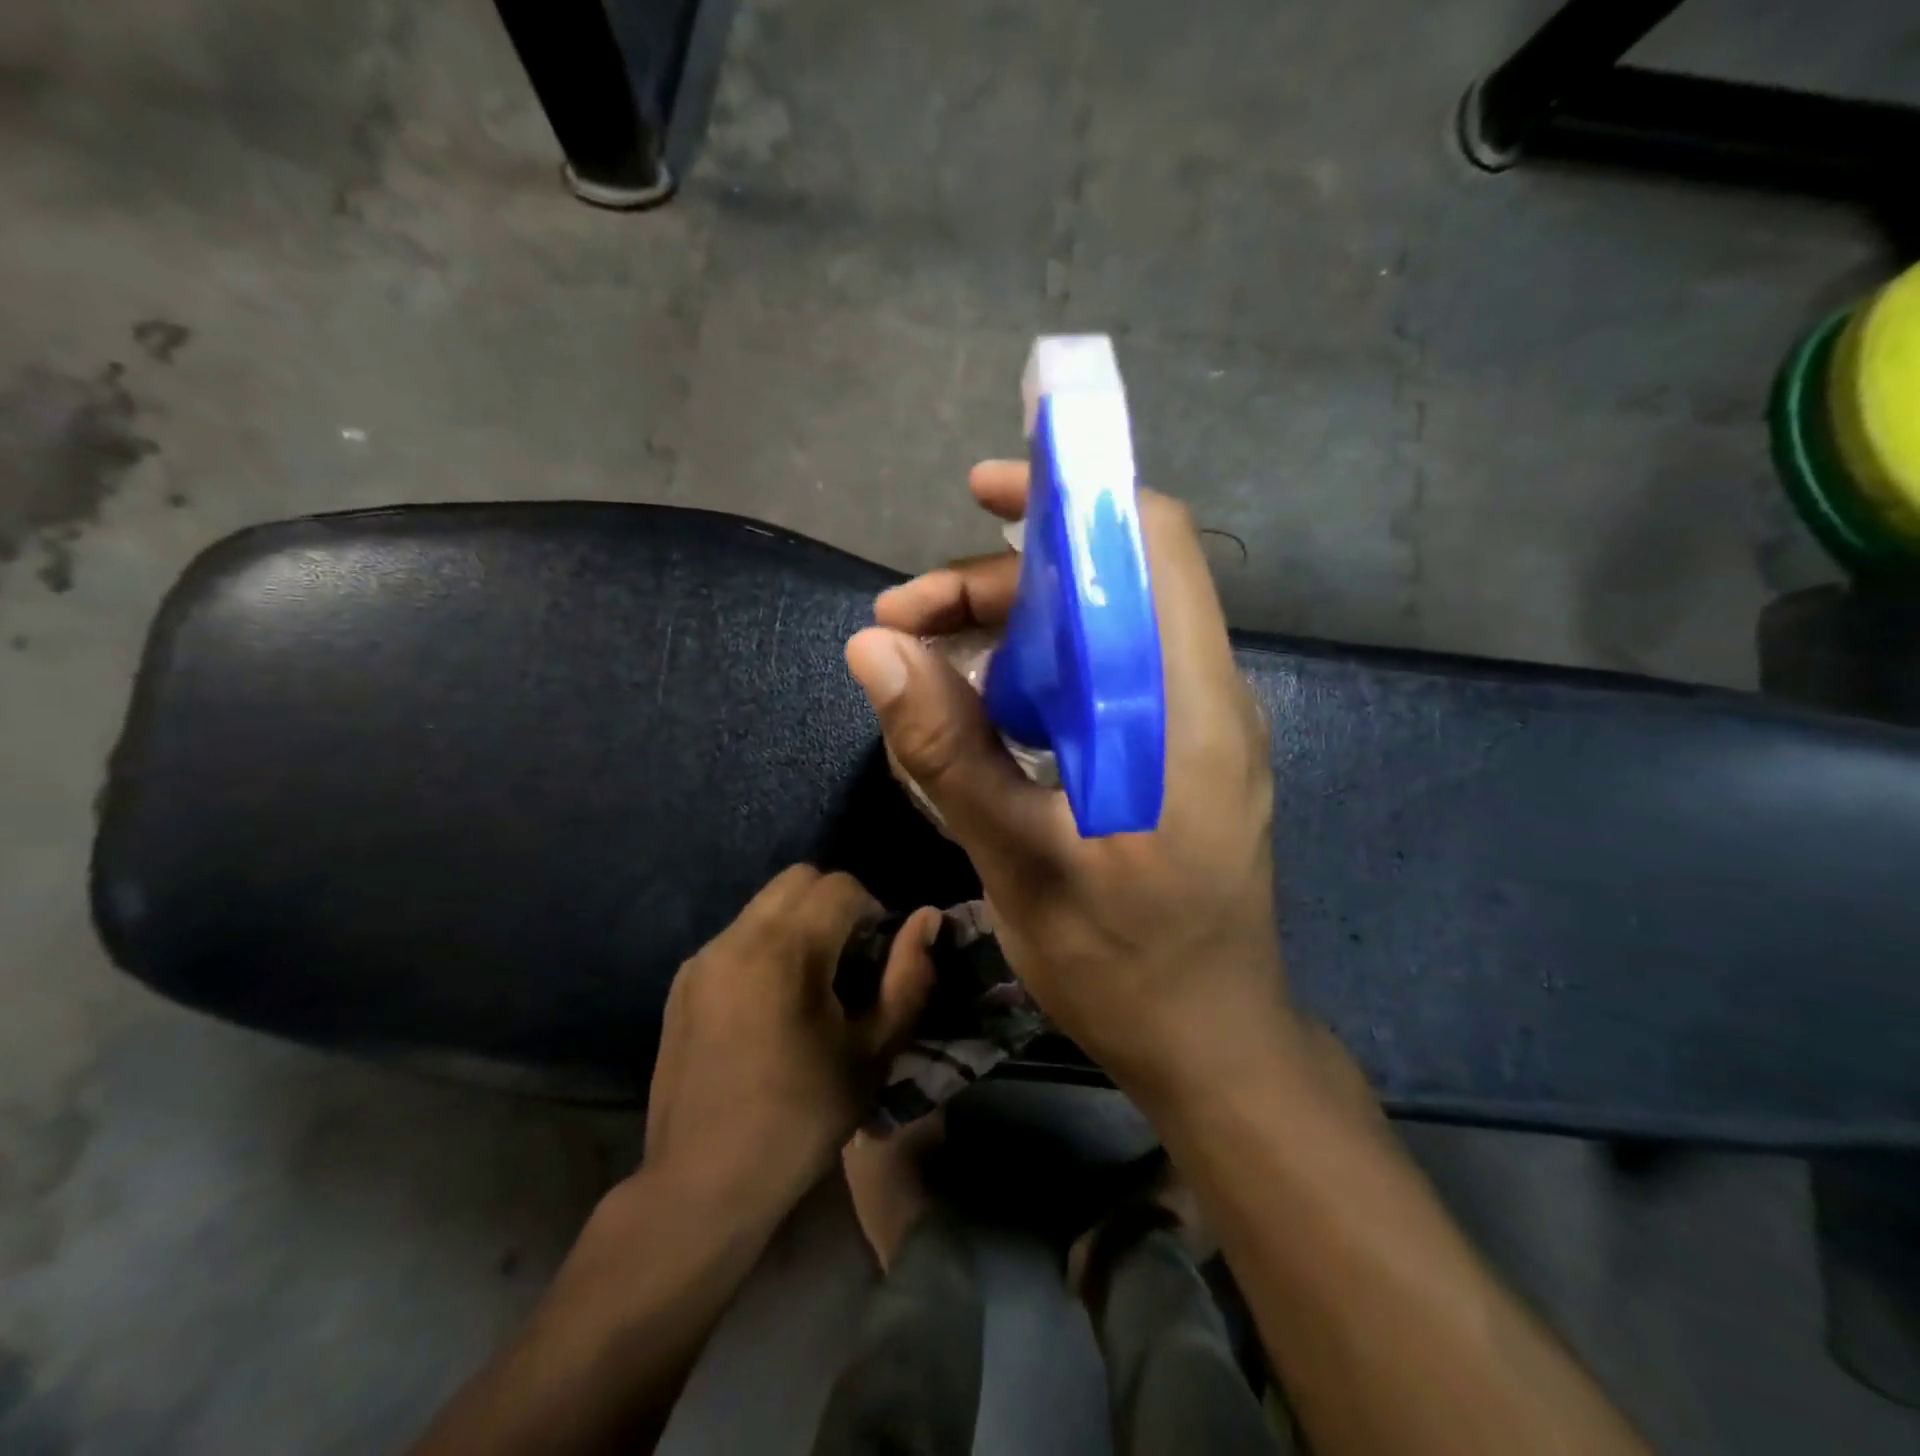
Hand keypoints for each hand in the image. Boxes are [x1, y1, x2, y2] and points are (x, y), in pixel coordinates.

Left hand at [642, 866, 938, 1218]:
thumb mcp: (873, 1051)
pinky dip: (765, 945)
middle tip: (850, 957)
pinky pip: (736, 935)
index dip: (872, 910)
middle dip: (835, 902)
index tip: (878, 955)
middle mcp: (738, 937)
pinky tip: (771, 1004)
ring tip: (811, 982)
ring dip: (799, 921)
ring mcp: (703, 958)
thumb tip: (926, 917)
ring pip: (765, 903)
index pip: (841, 886)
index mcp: (786, 950)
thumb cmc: (802, 1118)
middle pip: (799, 878)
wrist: (703, 1184)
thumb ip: (908, 976)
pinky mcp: (682, 982)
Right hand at [844, 462, 1305, 1102]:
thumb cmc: (1125, 966)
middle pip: (1105, 585)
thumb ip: (947, 749)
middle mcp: (1199, 697)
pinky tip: (977, 715)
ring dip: (1009, 634)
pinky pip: (1102, 683)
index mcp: (1183, 706)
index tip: (982, 493)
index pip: (1149, 544)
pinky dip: (1036, 678)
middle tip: (902, 623)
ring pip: (1097, 635)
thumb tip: (872, 647)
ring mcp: (1190, 729)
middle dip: (999, 583)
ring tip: (922, 669)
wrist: (1212, 1045)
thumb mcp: (1019, 859)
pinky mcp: (1174, 758)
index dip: (1070, 498)